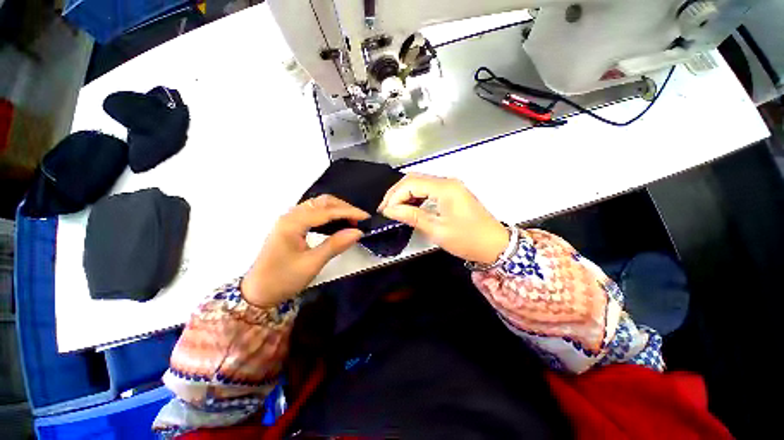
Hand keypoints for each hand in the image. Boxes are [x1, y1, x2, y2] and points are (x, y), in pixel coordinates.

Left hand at [241, 195, 369, 306]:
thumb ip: (335, 245)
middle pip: (321, 202)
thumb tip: (358, 232)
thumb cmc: (283, 279)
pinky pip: (313, 213)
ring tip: (351, 221)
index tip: (366, 217)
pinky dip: (328, 215)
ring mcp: (289, 219)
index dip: (349, 212)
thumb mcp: (312, 264)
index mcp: (292, 223)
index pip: (326, 211)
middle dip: (343, 207)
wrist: (257, 292)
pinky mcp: (291, 225)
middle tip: (359, 220)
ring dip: (336, 209)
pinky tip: (336, 224)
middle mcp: (290, 215)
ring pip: (317, 205)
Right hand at [378, 173, 508, 264]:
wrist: (495, 245)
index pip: (411, 184)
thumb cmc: (468, 239)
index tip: (385, 212)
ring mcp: (450, 186)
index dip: (395, 196)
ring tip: (393, 209)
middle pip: (414, 179)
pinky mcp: (451, 193)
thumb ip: (412, 217)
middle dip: (396, 193)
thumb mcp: (437, 230)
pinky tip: (408, 207)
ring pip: (420, 183)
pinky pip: (428, 189)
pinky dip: (415, 197)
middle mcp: (447, 182)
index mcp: (445, 188)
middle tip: (385, 209)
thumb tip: (390, 211)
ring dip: (405, 194)